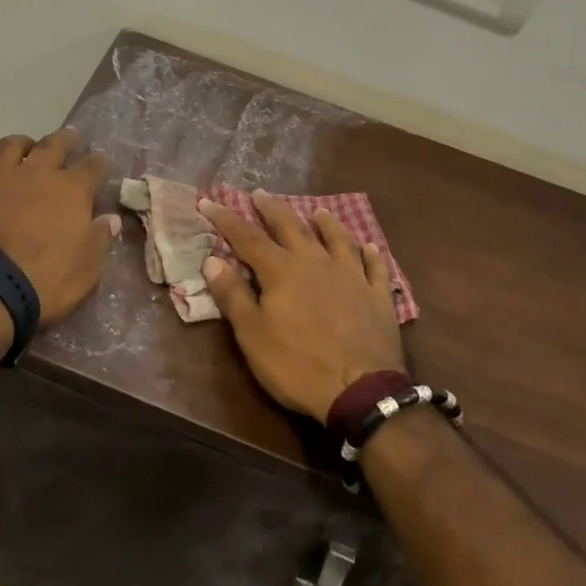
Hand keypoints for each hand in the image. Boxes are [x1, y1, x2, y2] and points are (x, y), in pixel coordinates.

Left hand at [0, 130, 118, 324]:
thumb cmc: (48, 279)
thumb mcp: (88, 267)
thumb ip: (100, 238)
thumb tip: (110, 219)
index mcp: (72, 189)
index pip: (92, 166)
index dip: (99, 162)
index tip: (101, 160)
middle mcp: (36, 174)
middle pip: (53, 144)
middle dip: (65, 139)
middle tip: (70, 138)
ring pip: (10, 146)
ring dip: (21, 145)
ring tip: (25, 149)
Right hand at [199, 191, 407, 422]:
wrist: (361, 391)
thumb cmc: (298, 365)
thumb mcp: (253, 335)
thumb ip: (233, 295)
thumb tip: (212, 260)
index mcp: (281, 271)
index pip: (247, 237)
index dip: (226, 218)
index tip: (208, 201)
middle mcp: (315, 263)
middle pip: (291, 227)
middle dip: (272, 209)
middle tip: (260, 193)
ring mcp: (351, 277)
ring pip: (337, 240)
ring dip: (325, 223)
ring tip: (318, 211)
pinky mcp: (377, 296)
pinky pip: (374, 267)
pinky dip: (370, 254)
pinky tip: (369, 246)